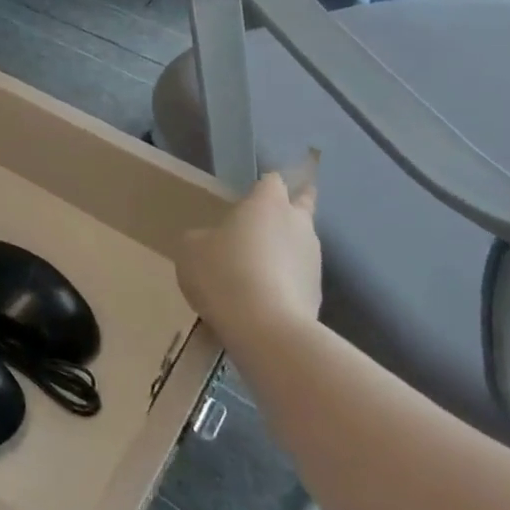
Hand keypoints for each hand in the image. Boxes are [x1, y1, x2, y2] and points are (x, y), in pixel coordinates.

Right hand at [175, 169, 320, 357]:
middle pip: (301, 207)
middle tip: (268, 221)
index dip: (263, 187)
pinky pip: (297, 281)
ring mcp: (313, 262)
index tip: (251, 196)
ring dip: (283, 252)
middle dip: (290, 210)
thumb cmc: (224, 273)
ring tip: (254, 271)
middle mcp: (298, 225)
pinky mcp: (317, 295)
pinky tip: (260, 301)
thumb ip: (202, 238)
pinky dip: (284, 285)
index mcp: (268, 204)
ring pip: (300, 246)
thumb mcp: (191, 249)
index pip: (273, 181)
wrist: (266, 329)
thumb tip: (210, 242)